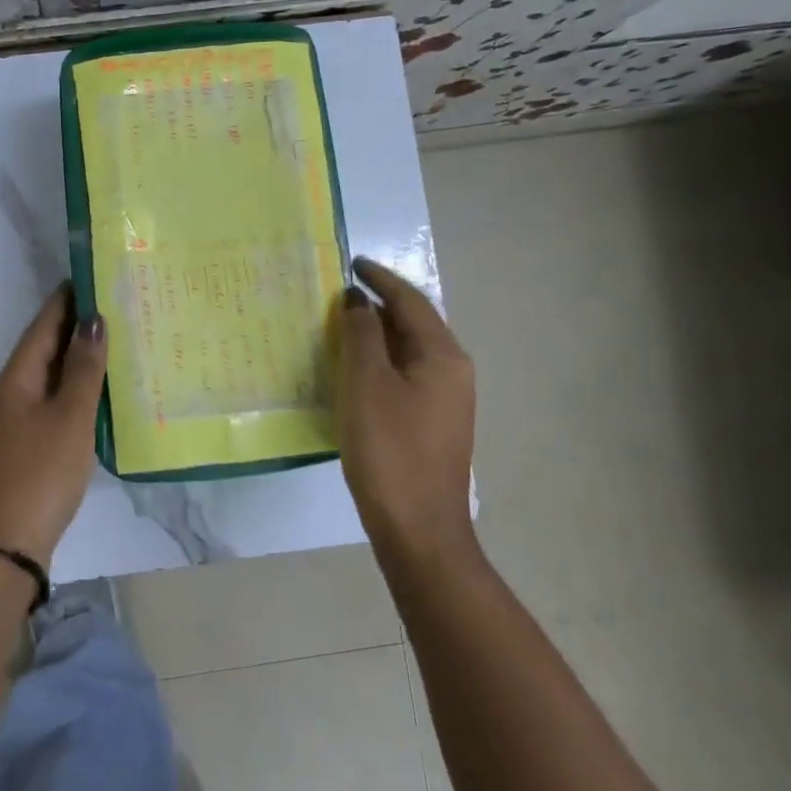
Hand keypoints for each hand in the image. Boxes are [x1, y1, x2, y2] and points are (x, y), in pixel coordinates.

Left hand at [0, 283, 107, 564]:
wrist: (4, 545)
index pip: (44, 323)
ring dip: (79, 358)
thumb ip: (84, 368)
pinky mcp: (24, 443)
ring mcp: (14, 418)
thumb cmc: (40, 472)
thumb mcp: (70, 417)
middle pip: (45, 346)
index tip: (97, 274)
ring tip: (118, 340)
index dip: (68, 298)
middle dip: (78, 326)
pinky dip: (76, 388)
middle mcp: (10, 390)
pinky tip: (100, 391)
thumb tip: (94, 318)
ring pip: (50, 375)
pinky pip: (52, 400)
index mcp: (16, 376)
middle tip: (119, 305)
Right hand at [336, 256, 477, 566]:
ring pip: (408, 351)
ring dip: (376, 335)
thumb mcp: (366, 384)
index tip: (352, 262)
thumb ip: (361, 335)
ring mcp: (447, 399)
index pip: (410, 301)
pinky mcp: (433, 422)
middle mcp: (453, 371)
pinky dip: (380, 362)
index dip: (380, 278)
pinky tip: (354, 371)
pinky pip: (405, 375)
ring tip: (340, 327)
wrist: (418, 527)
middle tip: (337, 296)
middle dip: (377, 305)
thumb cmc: (389, 449)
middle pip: (413, 323)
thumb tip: (358, 300)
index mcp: (443, 355)